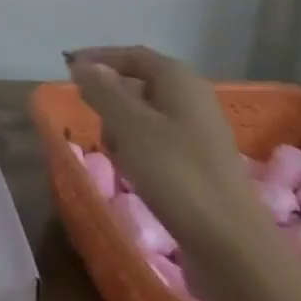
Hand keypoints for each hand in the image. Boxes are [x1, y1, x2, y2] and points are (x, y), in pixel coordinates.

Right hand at [64, 46, 257, 248]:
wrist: (232, 246)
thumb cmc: (176, 174)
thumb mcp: (129, 125)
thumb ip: (102, 90)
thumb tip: (82, 64)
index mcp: (179, 79)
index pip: (132, 55)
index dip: (99, 58)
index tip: (67, 68)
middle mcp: (193, 99)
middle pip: (139, 83)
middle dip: (109, 98)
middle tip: (90, 118)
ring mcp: (199, 133)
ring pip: (146, 115)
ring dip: (122, 128)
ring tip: (114, 154)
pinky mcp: (200, 164)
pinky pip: (158, 142)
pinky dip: (138, 149)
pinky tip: (133, 173)